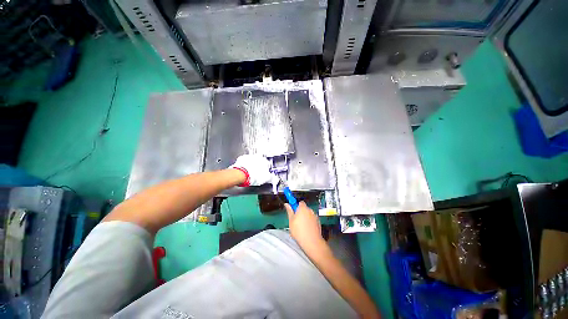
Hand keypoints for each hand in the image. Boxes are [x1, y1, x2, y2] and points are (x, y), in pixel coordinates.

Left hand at [230, 154, 275, 185]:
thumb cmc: (254, 175)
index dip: (266, 170)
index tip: (264, 174)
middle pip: (259, 162)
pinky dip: (245, 165)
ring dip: (252, 165)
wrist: (241, 174)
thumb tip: (275, 179)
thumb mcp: (266, 179)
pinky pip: (244, 161)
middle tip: (257, 173)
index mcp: (265, 161)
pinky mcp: (241, 158)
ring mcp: (249, 157)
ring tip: (250, 172)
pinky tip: (244, 170)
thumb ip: (272, 178)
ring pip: (252, 161)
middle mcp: (257, 157)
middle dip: (258, 166)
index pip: (267, 164)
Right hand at [285, 202, 323, 248]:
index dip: (296, 205)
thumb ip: (289, 211)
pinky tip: (307, 229)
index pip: (300, 202)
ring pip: (308, 214)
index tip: (293, 210)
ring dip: (305, 217)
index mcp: (303, 208)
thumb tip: (286, 204)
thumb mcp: (291, 220)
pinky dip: (310, 222)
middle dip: (300, 212)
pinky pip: (312, 220)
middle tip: (295, 220)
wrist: (312, 241)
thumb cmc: (299, 231)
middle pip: (304, 208)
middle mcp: (310, 210)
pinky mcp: (318, 222)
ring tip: (301, 226)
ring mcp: (315, 216)